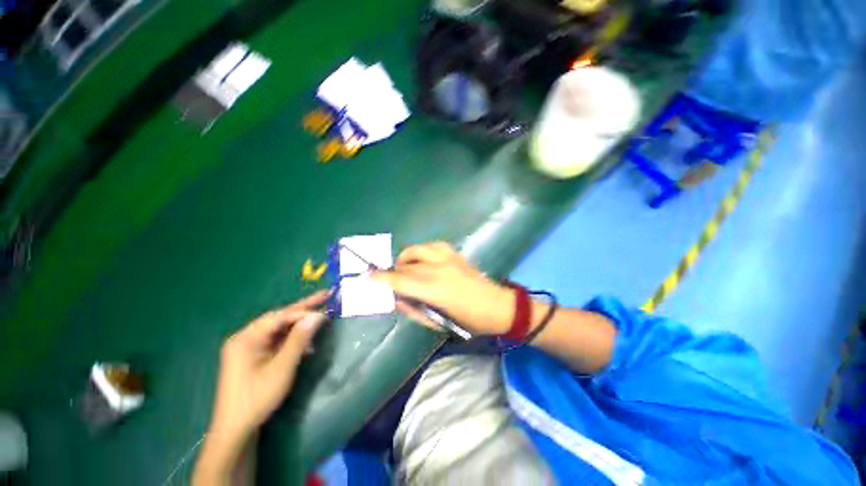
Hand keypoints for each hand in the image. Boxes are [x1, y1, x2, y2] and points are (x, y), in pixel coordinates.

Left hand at [209, 291, 328, 444]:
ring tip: (319, 317)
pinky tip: (306, 341)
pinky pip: (276, 339)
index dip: (303, 312)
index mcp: (246, 338)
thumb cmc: (257, 398)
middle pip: (278, 318)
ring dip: (299, 324)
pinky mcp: (253, 356)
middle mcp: (245, 338)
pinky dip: (292, 337)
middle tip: (325, 296)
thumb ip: (299, 339)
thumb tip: (318, 315)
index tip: (325, 310)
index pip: (279, 317)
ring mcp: (248, 347)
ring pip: (278, 328)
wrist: (235, 430)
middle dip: (303, 309)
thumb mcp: (281, 368)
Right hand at [372, 242, 512, 335]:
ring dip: (407, 259)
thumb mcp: (437, 322)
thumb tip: (397, 297)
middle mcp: (439, 268)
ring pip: (417, 249)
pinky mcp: (455, 253)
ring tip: (408, 270)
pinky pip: (431, 246)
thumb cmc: (469, 321)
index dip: (380, 278)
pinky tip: (424, 261)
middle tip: (394, 281)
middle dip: (394, 271)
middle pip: (405, 263)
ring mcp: (448, 257)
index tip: (367, 277)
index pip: (399, 280)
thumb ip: (413, 308)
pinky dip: (422, 252)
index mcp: (434, 289)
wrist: (497, 305)